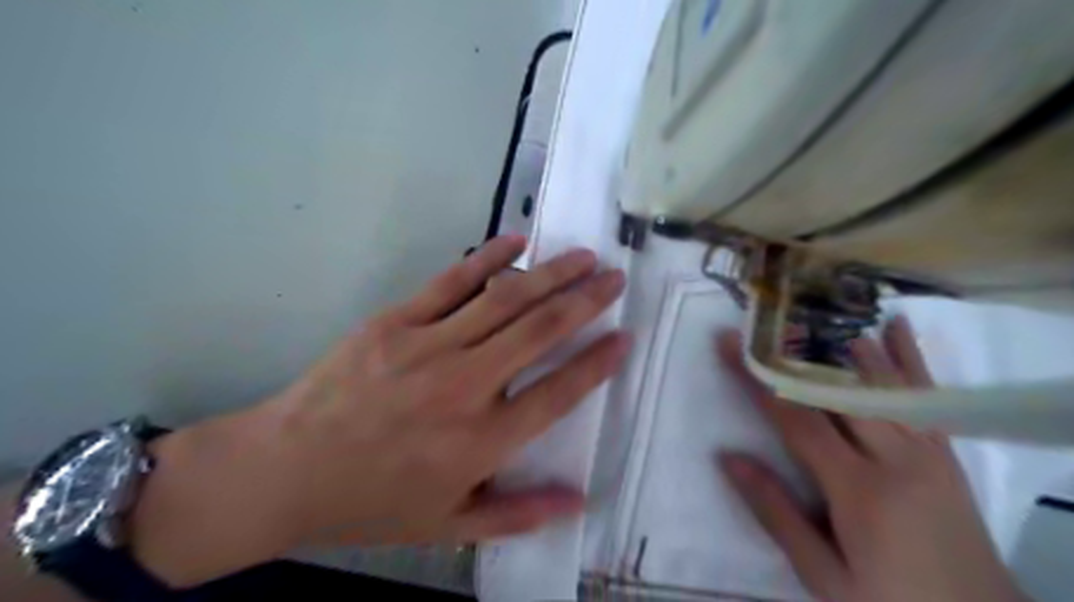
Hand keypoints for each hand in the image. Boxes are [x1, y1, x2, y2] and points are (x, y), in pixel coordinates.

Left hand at [127, 234, 630, 587]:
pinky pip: (452, 281)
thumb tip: (579, 503)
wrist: (283, 471)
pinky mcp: (395, 322)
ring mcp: (428, 347)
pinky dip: (488, 258)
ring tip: (584, 256)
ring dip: (550, 274)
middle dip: (586, 301)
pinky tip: (516, 242)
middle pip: (539, 332)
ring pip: (505, 300)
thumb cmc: (371, 503)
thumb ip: (518, 515)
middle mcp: (464, 386)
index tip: (624, 336)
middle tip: (615, 278)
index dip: (597, 362)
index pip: (559, 392)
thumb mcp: (448, 525)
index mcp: (481, 441)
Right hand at [716, 321, 1027, 600]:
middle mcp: (896, 459)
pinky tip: (896, 331)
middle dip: (793, 355)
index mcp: (860, 489)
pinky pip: (925, 398)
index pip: (796, 419)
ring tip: (814, 316)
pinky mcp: (946, 456)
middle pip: (835, 392)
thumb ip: (776, 513)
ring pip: (882, 385)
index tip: (730, 345)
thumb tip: (729, 457)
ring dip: (844, 346)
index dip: (758, 378)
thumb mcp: (824, 575)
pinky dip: (910, 360)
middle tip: (763, 324)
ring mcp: (928, 453)